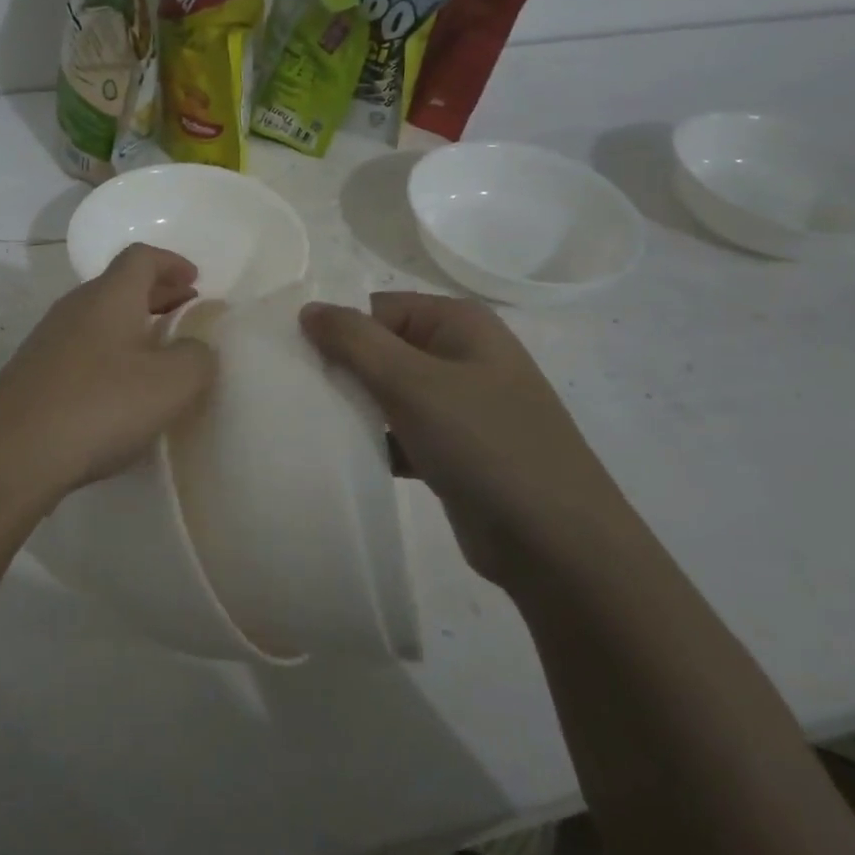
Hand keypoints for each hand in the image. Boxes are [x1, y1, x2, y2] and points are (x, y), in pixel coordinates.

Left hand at [0, 244, 216, 505]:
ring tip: (157, 353)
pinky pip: (81, 347)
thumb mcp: (171, 384)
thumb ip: (196, 358)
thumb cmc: (99, 406)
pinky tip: (119, 389)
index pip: (141, 257)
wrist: (11, 455)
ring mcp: (47, 340)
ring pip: (98, 317)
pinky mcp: (32, 373)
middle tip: (184, 312)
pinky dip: (109, 352)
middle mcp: (74, 307)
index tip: (195, 281)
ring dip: (132, 325)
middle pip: (119, 285)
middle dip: (156, 294)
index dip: (172, 262)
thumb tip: (194, 348)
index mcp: (109, 297)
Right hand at [300, 292, 631, 582]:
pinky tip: (347, 458)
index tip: (297, 361)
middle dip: (343, 371)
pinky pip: (403, 432)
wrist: (557, 545)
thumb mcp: (412, 383)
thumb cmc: (484, 444)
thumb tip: (308, 308)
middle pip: (383, 349)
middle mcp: (462, 355)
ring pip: (390, 393)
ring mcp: (463, 405)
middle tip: (298, 395)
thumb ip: (354, 340)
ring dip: (356, 409)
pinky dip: (377, 441)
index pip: (379, 309)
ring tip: (313, 426)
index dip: (338, 330)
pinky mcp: (456, 450)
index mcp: (459, 323)